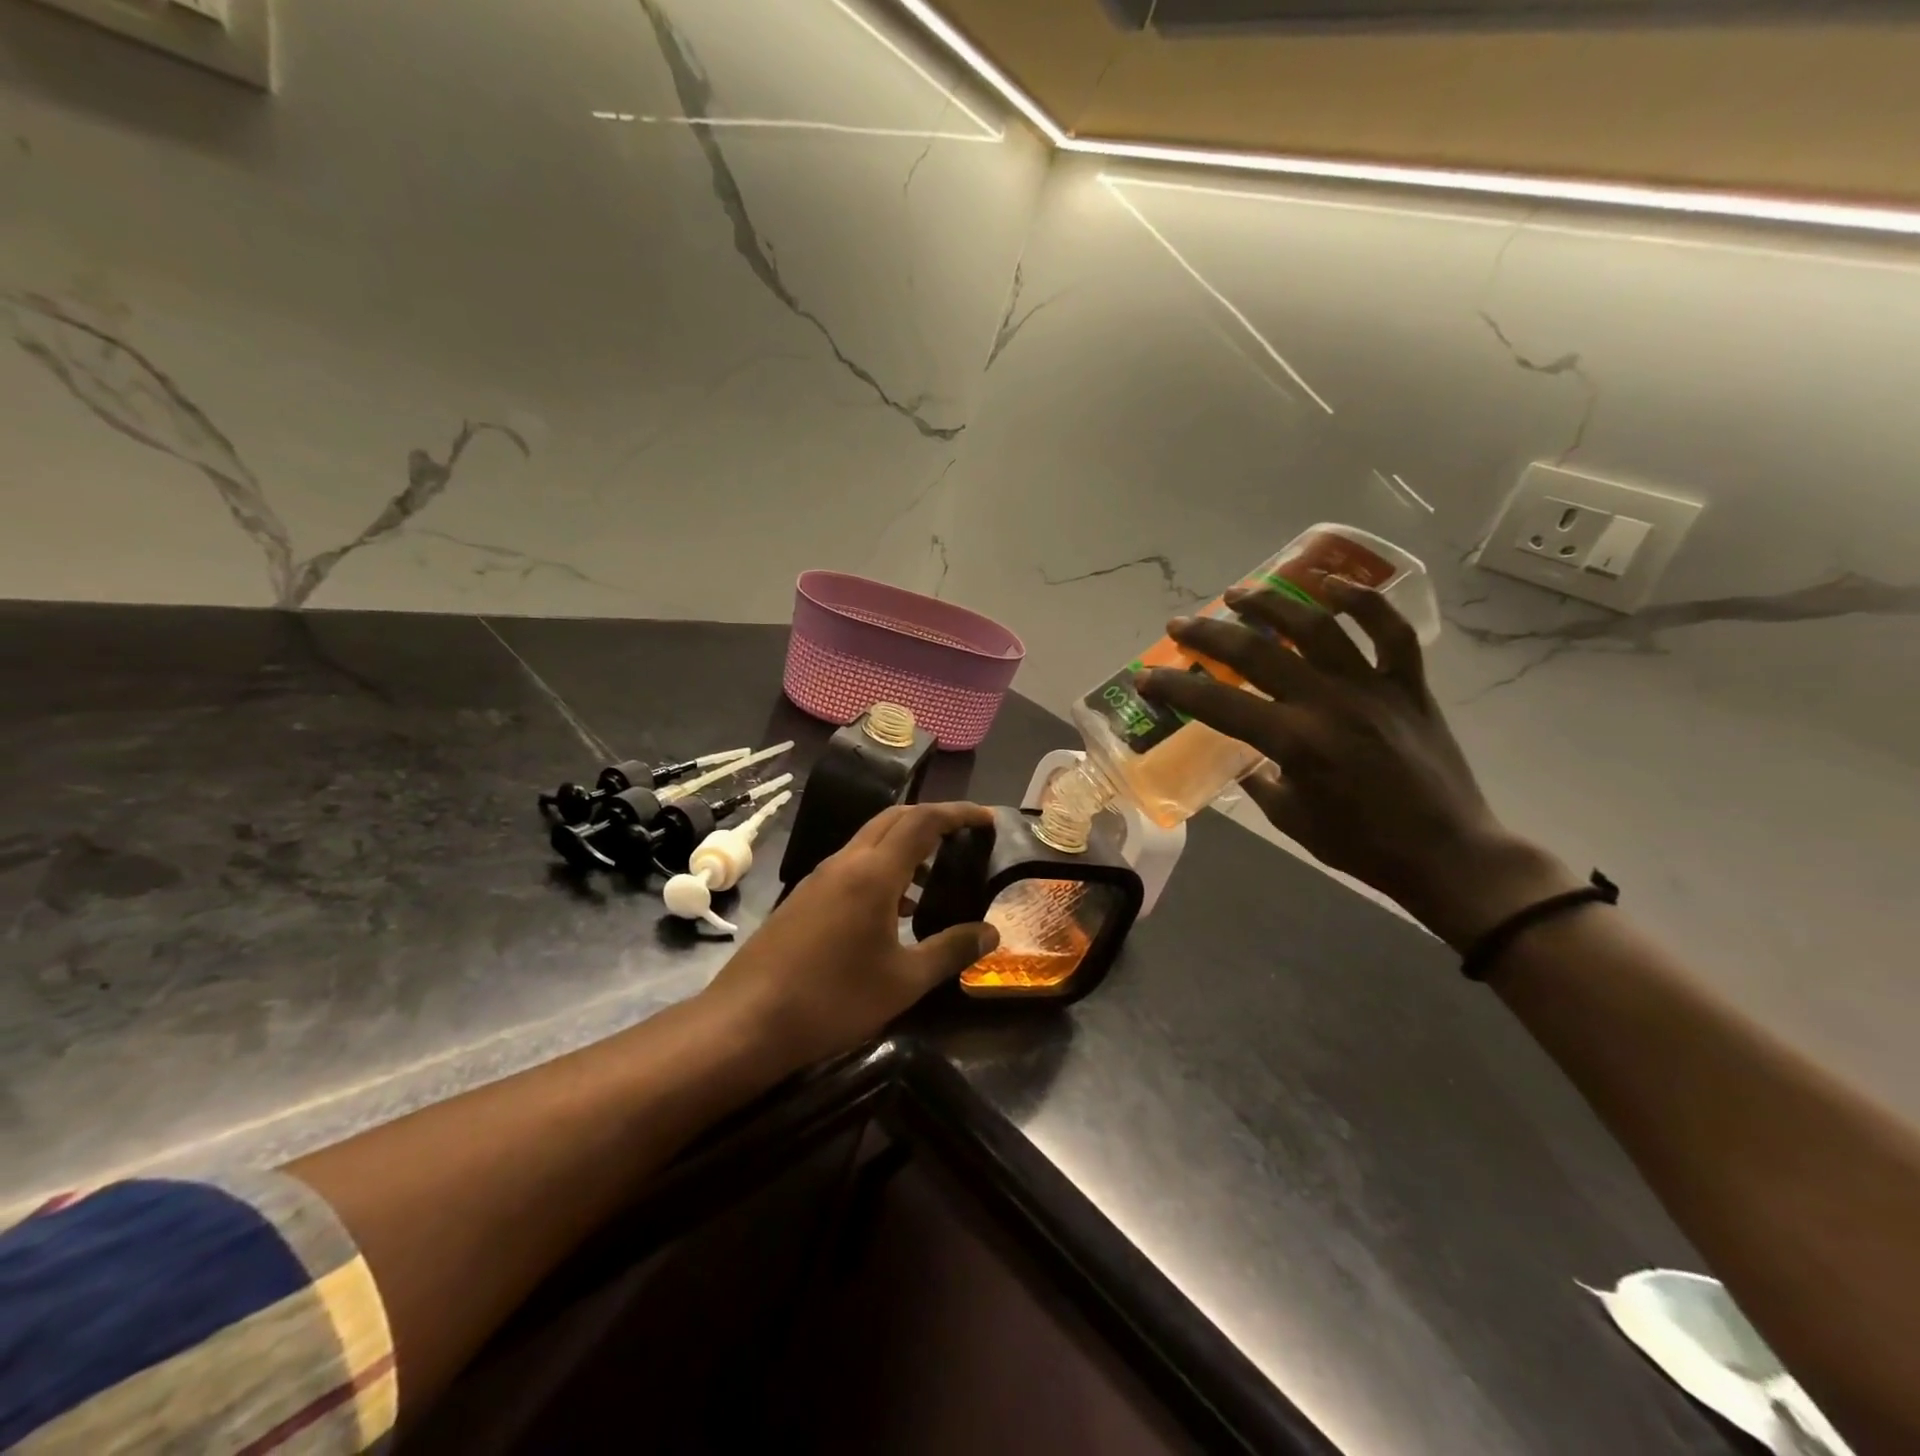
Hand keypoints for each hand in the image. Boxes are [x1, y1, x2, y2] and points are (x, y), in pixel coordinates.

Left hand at [699, 801, 999, 1073]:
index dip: (958, 813)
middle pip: (894, 818)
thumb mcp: (904, 981)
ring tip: (935, 877)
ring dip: (905, 845)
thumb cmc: (833, 999)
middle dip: (932, 819)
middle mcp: (845, 862)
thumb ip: (951, 950)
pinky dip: (881, 869)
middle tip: (964, 837)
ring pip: (870, 841)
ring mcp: (819, 878)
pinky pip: (852, 865)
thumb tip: (991, 933)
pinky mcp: (804, 897)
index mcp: (873, 872)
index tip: (986, 818)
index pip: (922, 821)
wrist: (747, 1021)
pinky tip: (894, 909)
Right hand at [1138, 580, 1579, 947]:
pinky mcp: (1408, 685)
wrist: (1448, 854)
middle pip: (1256, 653)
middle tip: (1180, 625)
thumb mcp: (1290, 819)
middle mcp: (1328, 703)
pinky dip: (1363, 602)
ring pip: (1316, 626)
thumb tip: (1249, 755)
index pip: (1218, 704)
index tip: (1146, 677)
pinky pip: (1390, 631)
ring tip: (1239, 592)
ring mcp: (1372, 687)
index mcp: (1295, 742)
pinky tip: (1332, 585)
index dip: (1175, 688)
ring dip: (1271, 603)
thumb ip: (1262, 779)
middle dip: (1208, 635)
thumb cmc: (1361, 845)